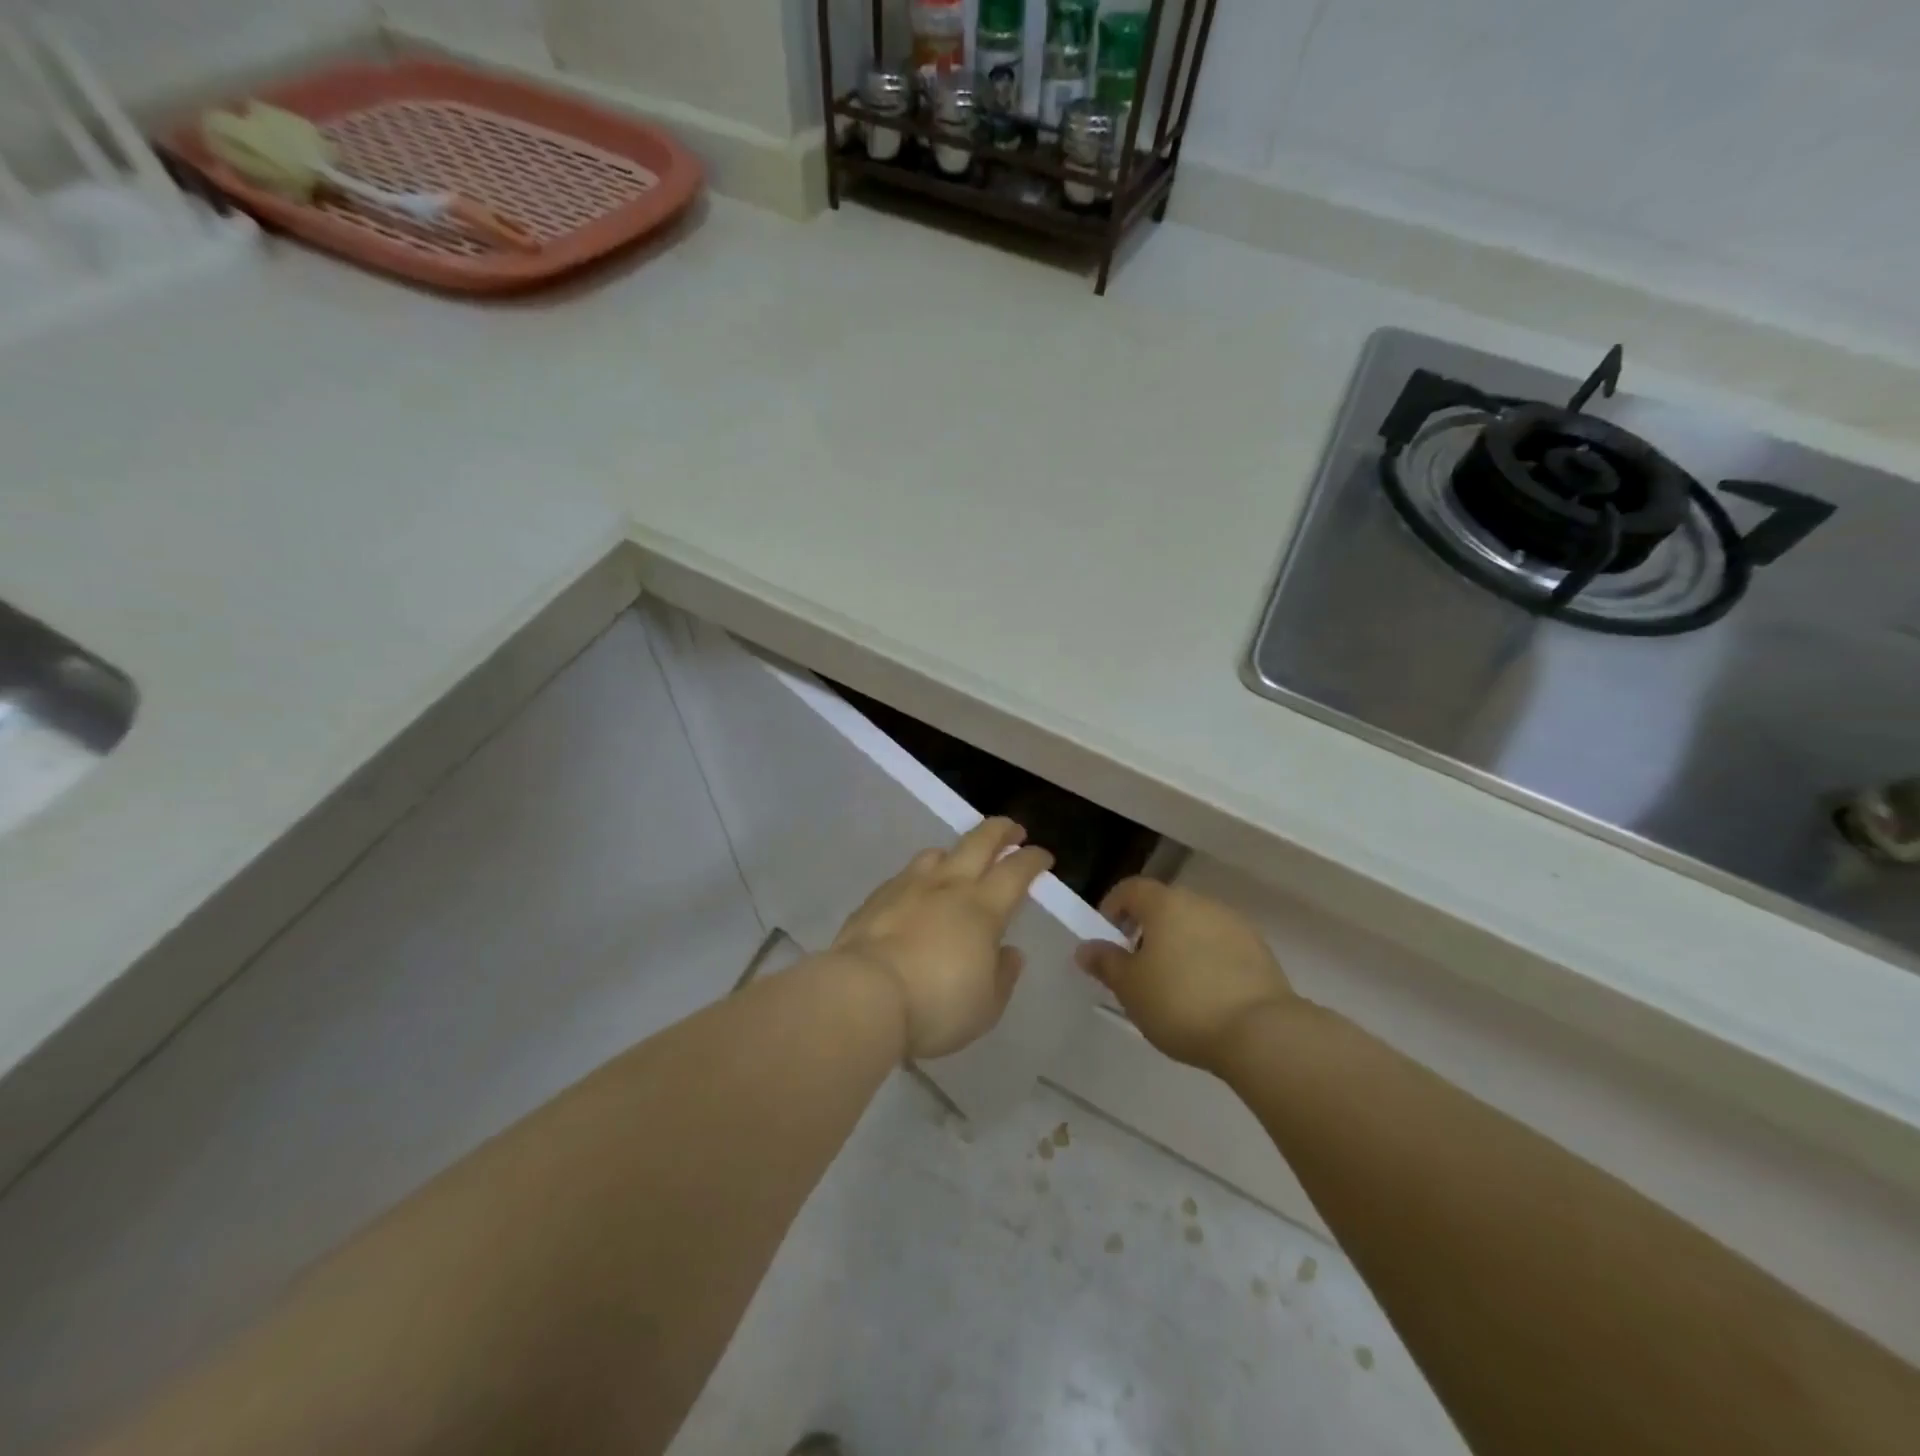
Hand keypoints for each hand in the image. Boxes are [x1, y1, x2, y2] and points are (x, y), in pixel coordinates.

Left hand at [833, 818, 1052, 1059]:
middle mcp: (948, 886)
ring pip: (938, 852)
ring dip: (957, 851)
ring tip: (961, 860)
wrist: (863, 995)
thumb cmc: (935, 1006)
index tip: (1043, 855)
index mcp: (983, 909)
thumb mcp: (985, 1006)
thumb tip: (1010, 952)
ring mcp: (909, 886)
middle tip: (1013, 830)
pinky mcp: (877, 897)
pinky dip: (922, 875)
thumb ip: (1003, 976)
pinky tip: (917, 892)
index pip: (1016, 871)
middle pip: (979, 842)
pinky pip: (907, 874)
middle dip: (1001, 830)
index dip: (1033, 859)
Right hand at [1074, 878, 1295, 1068]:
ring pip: (1194, 925)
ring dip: (1178, 944)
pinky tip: (1205, 995)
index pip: (1130, 888)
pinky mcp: (1260, 951)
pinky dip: (1207, 960)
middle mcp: (1200, 902)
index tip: (1107, 937)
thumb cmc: (1180, 1002)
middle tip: (1137, 966)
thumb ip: (1106, 963)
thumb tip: (1086, 948)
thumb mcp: (1130, 988)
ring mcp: (1234, 924)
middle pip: (1164, 905)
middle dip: (1146, 929)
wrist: (1260, 1033)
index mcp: (1165, 903)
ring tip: (1172, 985)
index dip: (1113, 907)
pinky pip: (1221, 946)